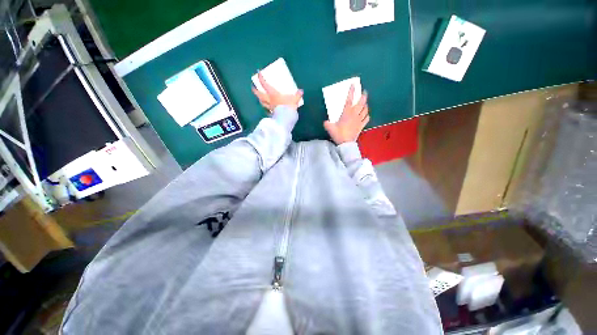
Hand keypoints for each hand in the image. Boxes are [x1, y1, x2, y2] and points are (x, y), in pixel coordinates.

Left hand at [252, 72, 302, 112]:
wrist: (286, 118)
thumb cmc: (288, 107)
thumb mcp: (294, 99)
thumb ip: (297, 95)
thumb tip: (301, 91)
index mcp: (273, 94)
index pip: (264, 84)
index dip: (261, 78)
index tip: (258, 73)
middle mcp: (269, 100)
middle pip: (259, 94)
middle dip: (255, 90)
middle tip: (253, 87)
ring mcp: (269, 107)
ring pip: (262, 102)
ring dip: (259, 99)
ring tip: (259, 97)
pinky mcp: (271, 113)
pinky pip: (266, 109)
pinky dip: (265, 107)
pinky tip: (266, 107)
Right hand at [324, 85, 369, 144]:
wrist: (345, 143)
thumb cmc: (338, 134)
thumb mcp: (330, 128)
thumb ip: (327, 123)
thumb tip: (326, 122)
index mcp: (347, 113)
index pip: (349, 100)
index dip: (351, 91)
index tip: (354, 85)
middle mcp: (354, 114)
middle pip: (361, 103)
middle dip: (363, 96)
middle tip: (364, 92)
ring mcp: (359, 120)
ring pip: (365, 109)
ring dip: (366, 105)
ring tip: (365, 103)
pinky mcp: (361, 126)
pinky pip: (367, 118)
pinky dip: (367, 115)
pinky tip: (366, 114)